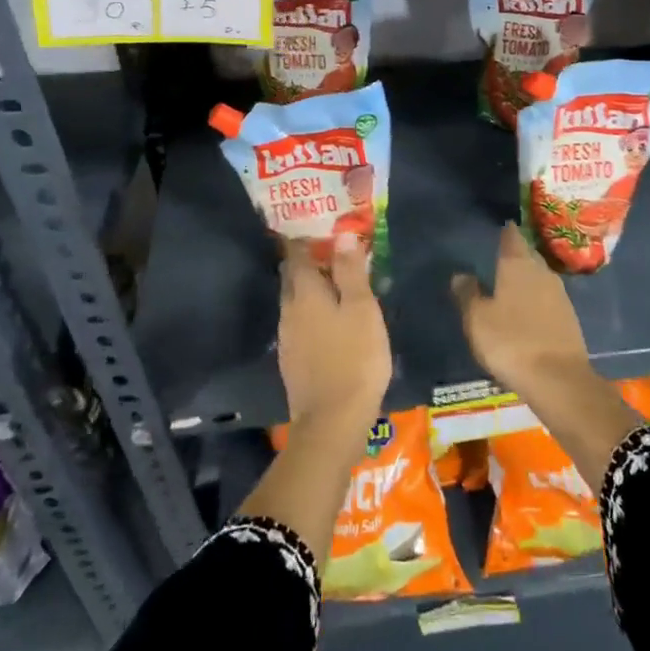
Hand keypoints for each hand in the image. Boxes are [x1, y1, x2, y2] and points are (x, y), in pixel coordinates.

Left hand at [277, 235, 389, 439]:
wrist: (332, 422)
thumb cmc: (354, 357)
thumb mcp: (361, 308)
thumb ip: (350, 271)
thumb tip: (342, 236)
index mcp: (304, 293)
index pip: (296, 254)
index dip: (306, 238)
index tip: (322, 228)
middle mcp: (289, 310)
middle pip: (293, 277)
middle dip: (309, 262)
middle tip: (334, 253)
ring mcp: (288, 338)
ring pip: (296, 301)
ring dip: (312, 288)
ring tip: (338, 284)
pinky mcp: (293, 360)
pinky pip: (300, 323)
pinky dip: (313, 312)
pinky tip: (332, 320)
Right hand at [452, 222, 593, 403]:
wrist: (559, 379)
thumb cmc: (511, 342)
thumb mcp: (478, 319)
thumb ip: (468, 293)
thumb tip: (460, 274)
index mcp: (518, 265)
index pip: (512, 237)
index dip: (505, 231)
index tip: (499, 226)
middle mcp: (542, 272)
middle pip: (528, 255)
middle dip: (516, 254)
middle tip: (499, 256)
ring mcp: (559, 294)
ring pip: (539, 276)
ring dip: (527, 277)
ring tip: (510, 283)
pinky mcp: (569, 317)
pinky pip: (548, 297)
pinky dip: (537, 298)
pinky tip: (527, 309)